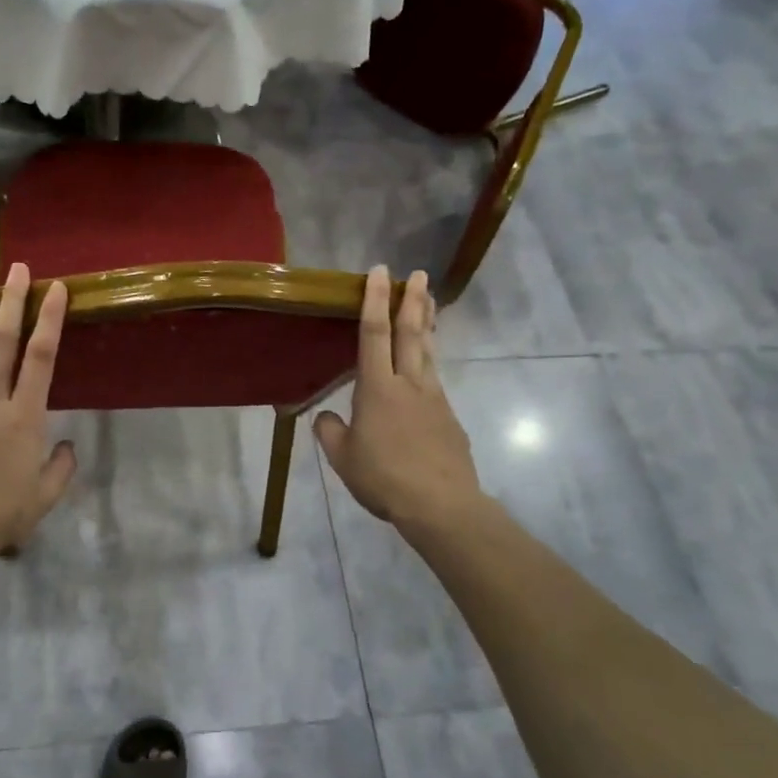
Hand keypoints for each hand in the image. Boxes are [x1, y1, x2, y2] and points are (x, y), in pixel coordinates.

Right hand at [314, 266, 487, 547]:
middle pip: (411, 332)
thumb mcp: (343, 458)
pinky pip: (436, 380)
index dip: (375, 300)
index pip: (374, 333)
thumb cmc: (384, 478)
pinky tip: (425, 369)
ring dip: (427, 323)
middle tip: (418, 273)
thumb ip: (330, 432)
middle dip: (412, 300)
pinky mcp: (449, 417)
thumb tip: (327, 417)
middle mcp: (409, 383)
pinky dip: (430, 361)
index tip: (380, 272)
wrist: (441, 505)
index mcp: (377, 388)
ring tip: (429, 301)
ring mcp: (434, 399)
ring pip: (429, 351)